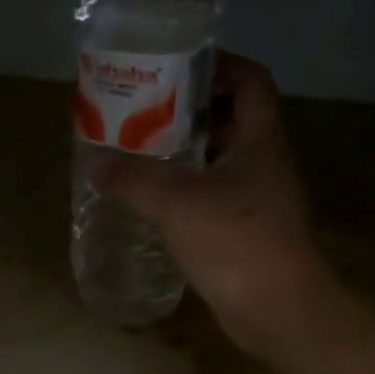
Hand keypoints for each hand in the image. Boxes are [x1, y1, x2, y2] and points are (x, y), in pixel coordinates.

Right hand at [86, 53, 331, 360]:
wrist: (278, 308)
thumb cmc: (236, 241)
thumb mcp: (177, 202)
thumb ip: (134, 179)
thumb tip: (96, 163)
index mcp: (260, 139)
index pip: (249, 80)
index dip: (218, 64)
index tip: (175, 67)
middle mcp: (263, 161)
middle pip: (230, 117)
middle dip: (188, 109)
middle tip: (142, 110)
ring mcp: (257, 197)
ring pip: (219, 158)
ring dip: (183, 151)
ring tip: (138, 150)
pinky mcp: (245, 229)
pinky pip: (211, 194)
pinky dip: (184, 188)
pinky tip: (151, 199)